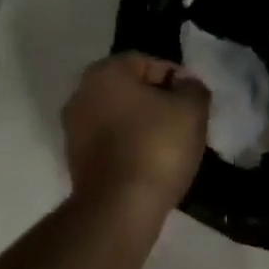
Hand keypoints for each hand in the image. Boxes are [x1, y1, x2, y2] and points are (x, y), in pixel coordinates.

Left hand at [63, 54, 209, 220]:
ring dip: (143, 125)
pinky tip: (151, 162)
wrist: (120, 207)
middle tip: (185, 121)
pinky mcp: (75, 159)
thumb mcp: (192, 110)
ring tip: (171, 145)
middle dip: (158, 101)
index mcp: (106, 72)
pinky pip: (110, 141)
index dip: (177, 79)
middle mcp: (81, 93)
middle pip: (130, 89)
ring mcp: (74, 128)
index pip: (148, 62)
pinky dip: (130, 146)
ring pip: (119, 116)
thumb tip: (185, 83)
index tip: (195, 102)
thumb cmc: (157, 147)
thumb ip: (193, 87)